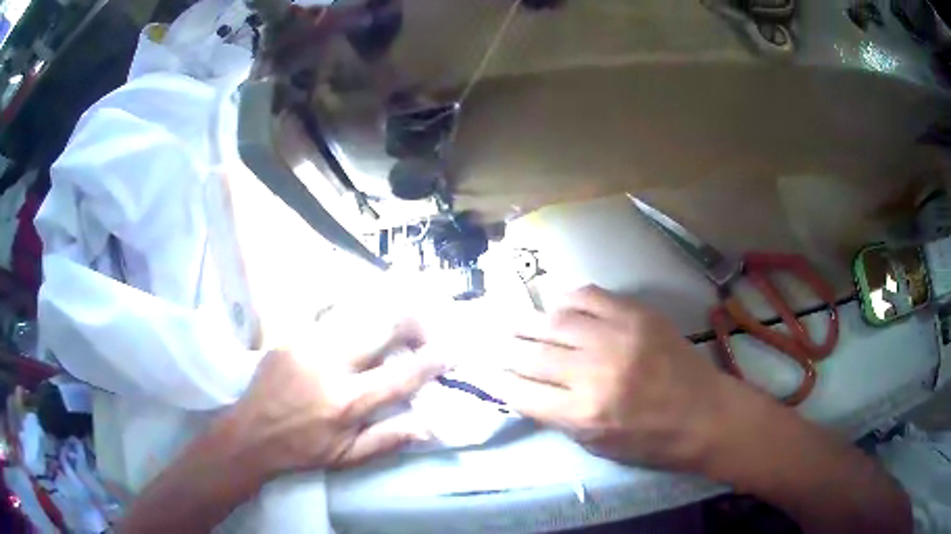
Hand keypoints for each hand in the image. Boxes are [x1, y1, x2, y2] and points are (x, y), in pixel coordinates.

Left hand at [219, 312, 445, 478]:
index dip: (431, 361)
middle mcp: (330, 364)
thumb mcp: (347, 457)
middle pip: (381, 327)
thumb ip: (389, 440)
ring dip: (385, 314)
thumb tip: (429, 425)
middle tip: (426, 330)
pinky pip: (330, 310)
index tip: (451, 351)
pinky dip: (354, 309)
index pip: (401, 376)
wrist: (251, 432)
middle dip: (413, 322)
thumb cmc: (302, 449)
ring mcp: (308, 342)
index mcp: (347, 402)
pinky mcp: (292, 332)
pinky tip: (362, 316)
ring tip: (398, 324)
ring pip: (358, 311)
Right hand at [495, 286, 738, 471]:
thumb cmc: (652, 441)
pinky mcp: (637, 315)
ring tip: (515, 323)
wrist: (705, 414)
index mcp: (584, 413)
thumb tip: (528, 391)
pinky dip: (567, 299)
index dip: (500, 382)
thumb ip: (560, 418)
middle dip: (505, 350)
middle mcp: (594, 372)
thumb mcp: (598, 446)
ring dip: (529, 323)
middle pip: (532, 354)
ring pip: (555, 322)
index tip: (490, 374)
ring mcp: (617, 337)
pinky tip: (556, 304)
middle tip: (492, 343)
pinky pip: (589, 296)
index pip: (522, 392)